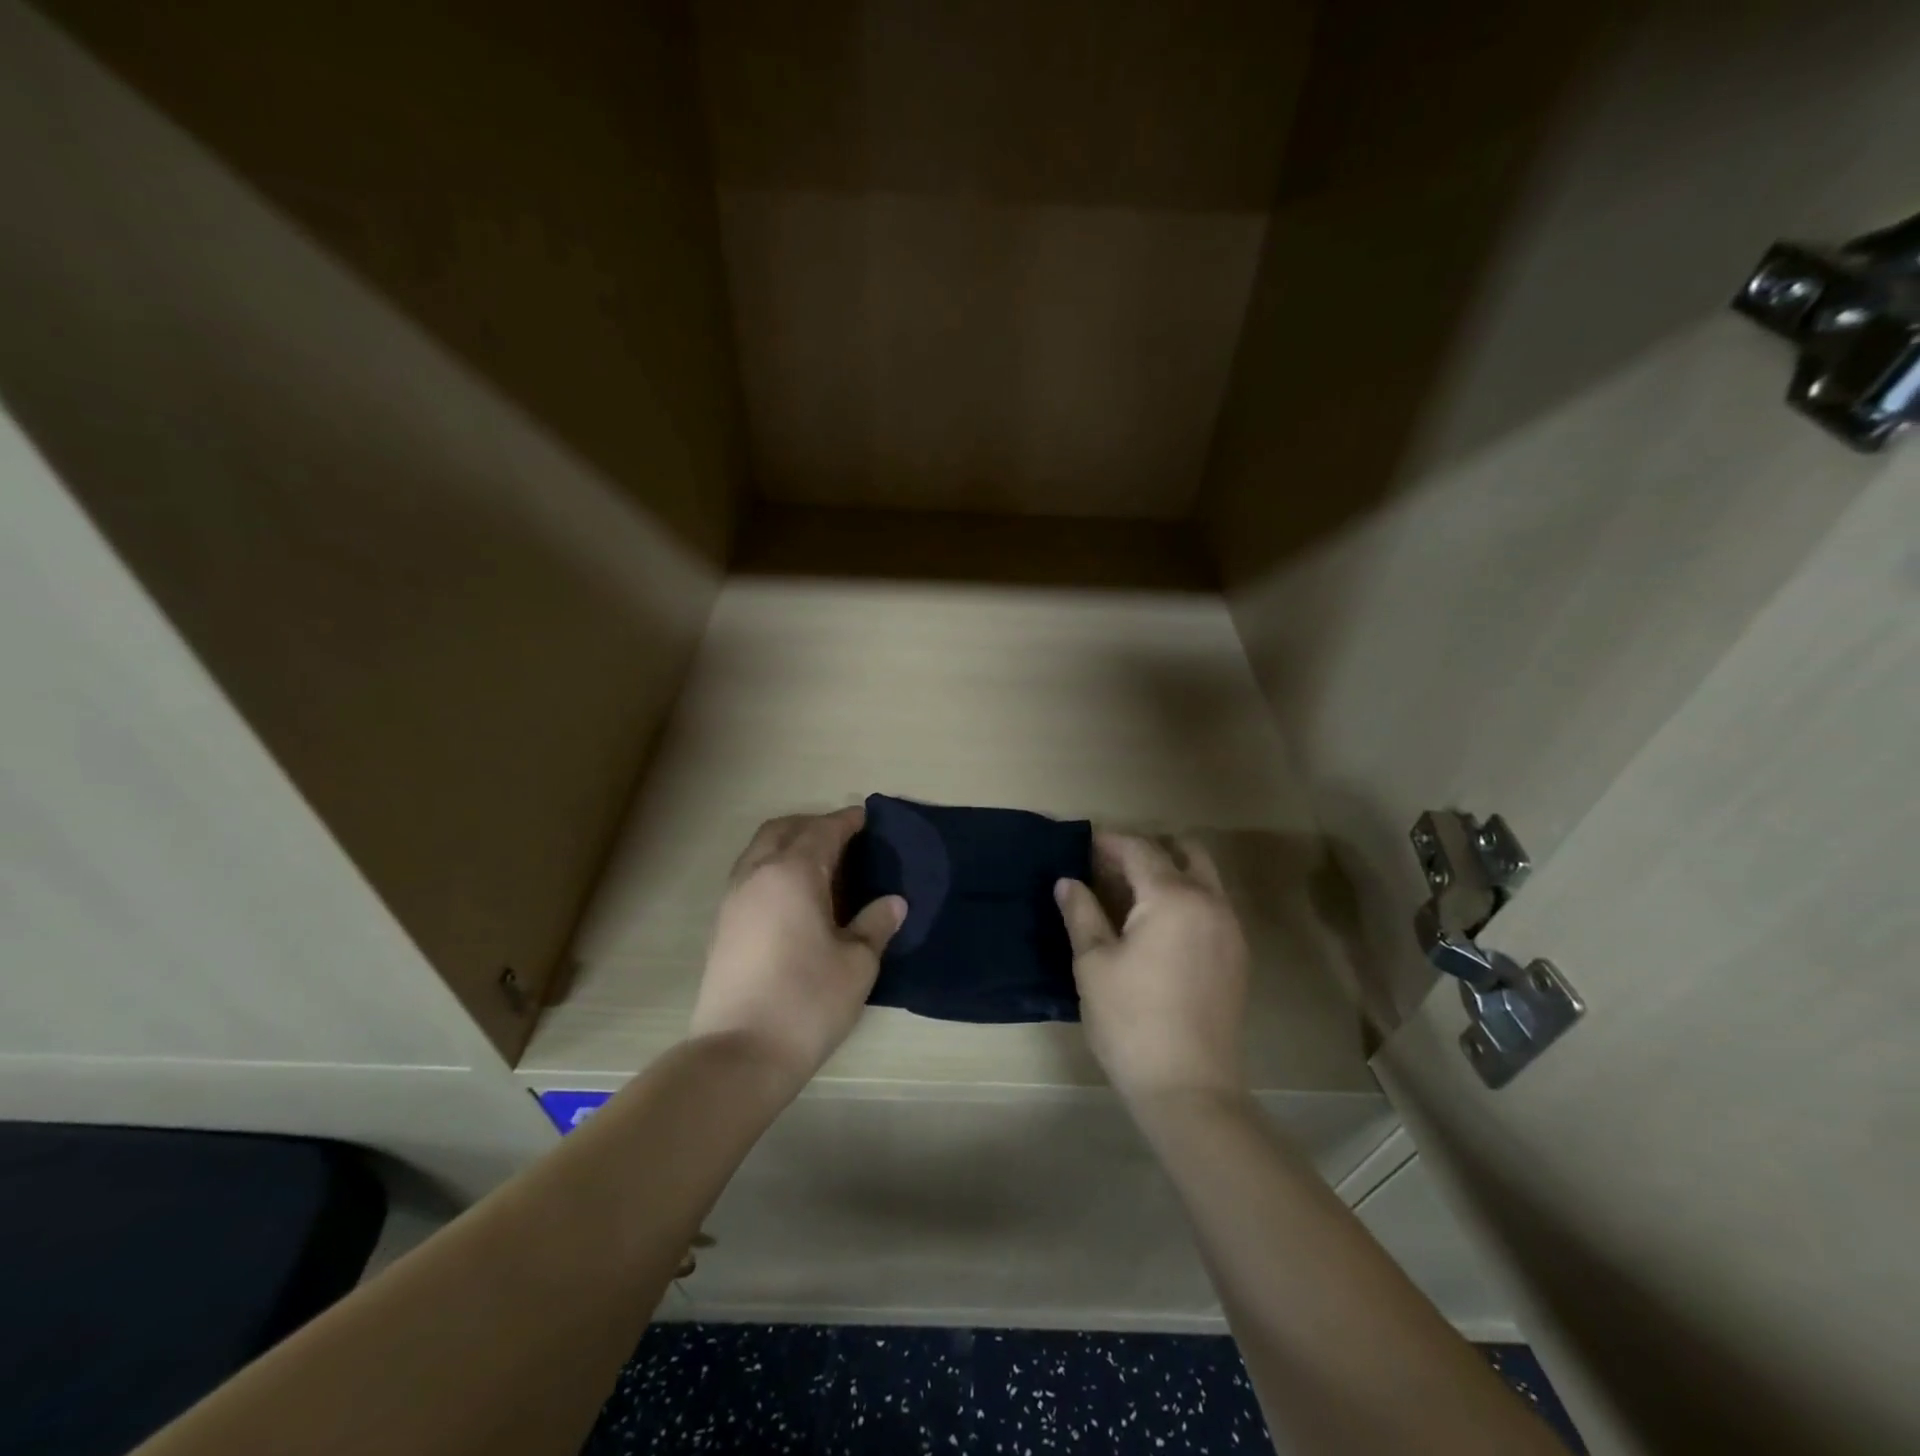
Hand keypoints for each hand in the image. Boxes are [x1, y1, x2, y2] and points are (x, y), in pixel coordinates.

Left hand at [690, 808, 905, 1088]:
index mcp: (793, 873)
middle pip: (783, 829)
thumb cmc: (807, 1002)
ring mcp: (733, 899)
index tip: (866, 818)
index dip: (847, 821)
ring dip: (788, 844)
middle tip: (844, 839)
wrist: (739, 1055)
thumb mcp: (857, 964)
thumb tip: (894, 903)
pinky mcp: (721, 925)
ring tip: (820, 867)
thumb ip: (875, 924)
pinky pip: (749, 875)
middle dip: (813, 825)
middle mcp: (757, 874)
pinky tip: (794, 898)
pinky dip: (773, 868)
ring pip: (760, 850)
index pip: (823, 830)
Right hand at [1055, 831, 1249, 1101]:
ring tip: (1128, 895)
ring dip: (1169, 873)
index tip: (1082, 844)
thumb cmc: (1131, 1021)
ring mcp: (1230, 930)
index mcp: (1174, 897)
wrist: (1189, 1088)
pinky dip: (1185, 898)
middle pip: (1184, 853)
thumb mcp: (1093, 963)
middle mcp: (1210, 903)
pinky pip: (1211, 906)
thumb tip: (1068, 881)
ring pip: (1203, 878)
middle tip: (1110, 867)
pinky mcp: (1237, 956)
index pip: (1140, 850)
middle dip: (1146, 851)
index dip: (1109, 842)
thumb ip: (1081, 913)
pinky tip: (1156, 926)